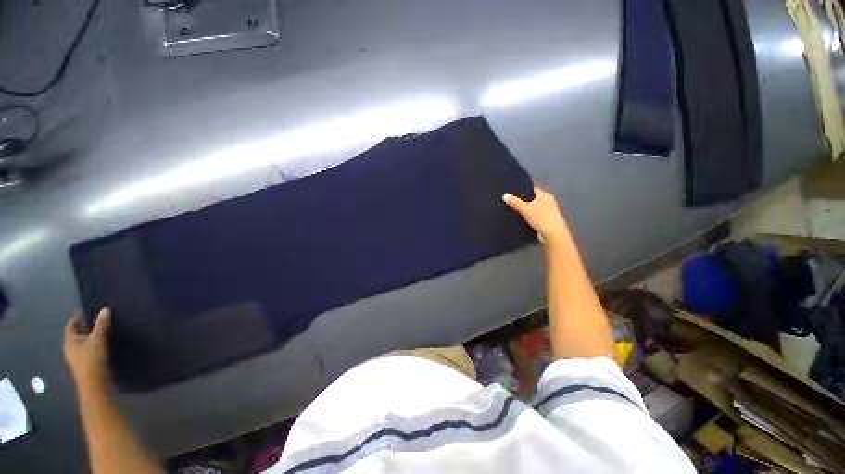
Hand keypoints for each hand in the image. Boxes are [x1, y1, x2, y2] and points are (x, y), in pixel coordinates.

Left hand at [64, 308, 110, 392]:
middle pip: (76, 334)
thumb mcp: (98, 340)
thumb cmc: (92, 359)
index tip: (88, 312)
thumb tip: (105, 309)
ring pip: (82, 343)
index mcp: (69, 341)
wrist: (95, 384)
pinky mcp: (84, 364)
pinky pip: (87, 350)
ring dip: (89, 337)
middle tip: (97, 320)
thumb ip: (101, 325)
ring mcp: (76, 358)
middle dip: (85, 327)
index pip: (71, 325)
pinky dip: (93, 345)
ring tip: (102, 332)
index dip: (78, 318)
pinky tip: (102, 345)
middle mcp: (70, 348)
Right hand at [503, 186, 569, 246]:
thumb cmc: (541, 219)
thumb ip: (515, 202)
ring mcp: (548, 211)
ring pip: (533, 207)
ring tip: (513, 209)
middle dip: (523, 200)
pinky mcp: (546, 220)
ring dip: (526, 209)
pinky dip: (529, 216)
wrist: (553, 235)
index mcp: (545, 195)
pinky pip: (535, 215)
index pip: (532, 189)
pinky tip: (520, 218)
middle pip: (532, 198)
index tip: (511, 192)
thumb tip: (505, 195)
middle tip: (510, 201)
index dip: (522, 190)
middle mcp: (548, 201)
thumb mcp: (526, 209)